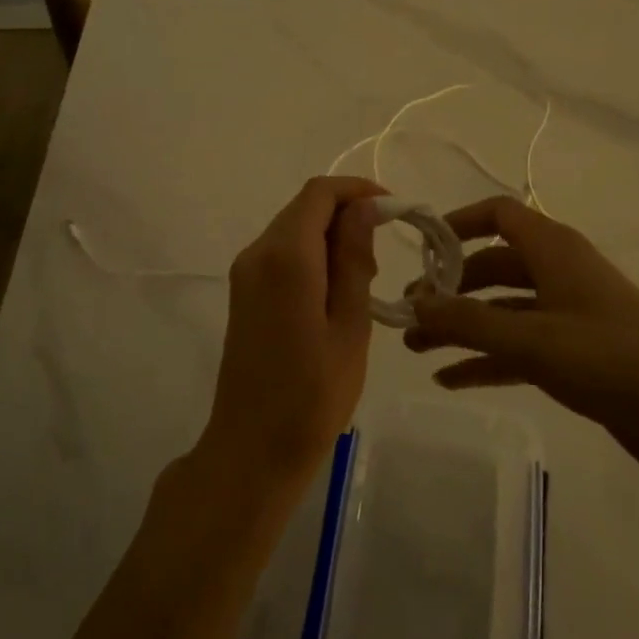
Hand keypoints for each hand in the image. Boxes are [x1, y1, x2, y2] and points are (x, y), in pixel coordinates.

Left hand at [194, 177, 385, 498]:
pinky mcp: (243, 291)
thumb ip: (355, 259)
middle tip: (382, 258)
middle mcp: (258, 252)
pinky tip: (334, 295)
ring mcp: (245, 272)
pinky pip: (282, 253)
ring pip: (294, 229)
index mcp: (286, 257)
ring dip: (331, 238)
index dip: (358, 190)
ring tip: (363, 283)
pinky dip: (312, 257)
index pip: (320, 193)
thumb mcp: (350, 326)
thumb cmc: (312, 395)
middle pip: (305, 207)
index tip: (394, 211)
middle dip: (347, 216)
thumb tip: (364, 208)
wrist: (252, 448)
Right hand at [405, 196, 638, 477]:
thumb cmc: (611, 361)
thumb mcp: (532, 339)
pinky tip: (448, 379)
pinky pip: (516, 347)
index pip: (498, 214)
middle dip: (448, 288)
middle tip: (408, 314)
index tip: (420, 249)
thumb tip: (413, 302)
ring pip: (500, 310)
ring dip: (459, 326)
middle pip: (491, 266)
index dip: (457, 223)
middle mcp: (558, 273)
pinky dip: (484, 358)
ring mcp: (566, 314)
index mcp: (553, 250)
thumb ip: (467, 321)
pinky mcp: (573, 353)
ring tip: (415, 348)